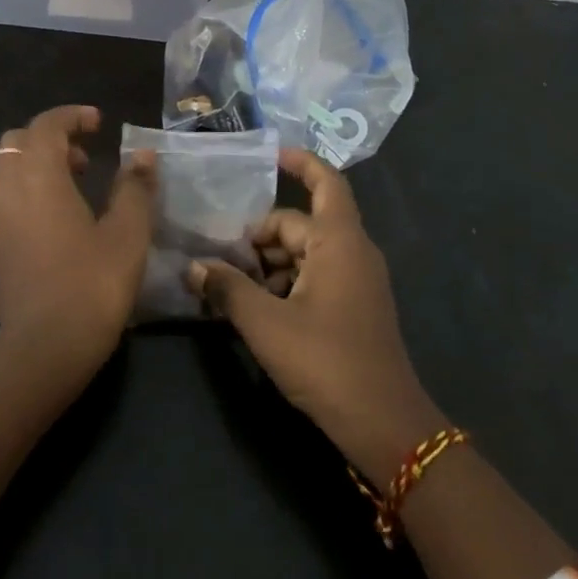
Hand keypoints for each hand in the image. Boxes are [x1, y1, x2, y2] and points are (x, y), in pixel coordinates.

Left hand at [0, 105, 154, 373]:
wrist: (44, 347)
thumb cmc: (92, 283)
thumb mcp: (127, 233)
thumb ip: (135, 188)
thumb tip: (142, 156)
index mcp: (38, 177)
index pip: (46, 125)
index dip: (71, 116)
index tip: (99, 123)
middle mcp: (6, 189)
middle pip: (17, 142)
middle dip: (50, 138)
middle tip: (86, 157)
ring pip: (6, 169)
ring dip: (37, 164)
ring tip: (75, 185)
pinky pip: (4, 197)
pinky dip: (27, 189)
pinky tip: (57, 218)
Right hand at [189, 148, 446, 480]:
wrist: (383, 423)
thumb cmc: (326, 362)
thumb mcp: (265, 324)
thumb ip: (227, 289)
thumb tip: (193, 267)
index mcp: (340, 243)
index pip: (326, 183)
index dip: (300, 163)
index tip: (269, 156)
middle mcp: (353, 253)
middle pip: (301, 225)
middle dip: (260, 237)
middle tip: (220, 261)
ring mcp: (358, 282)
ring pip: (306, 254)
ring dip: (269, 264)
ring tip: (231, 289)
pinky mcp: (355, 307)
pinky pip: (316, 277)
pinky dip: (286, 283)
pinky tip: (257, 309)